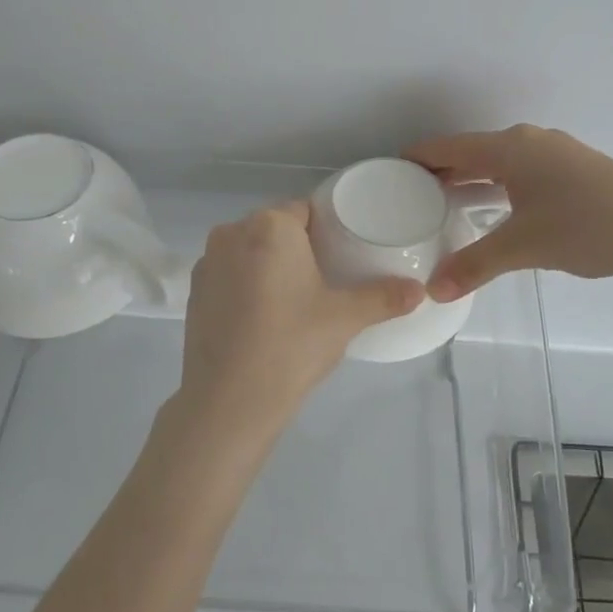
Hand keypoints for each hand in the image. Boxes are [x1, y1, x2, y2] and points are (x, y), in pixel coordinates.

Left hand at [171, 199, 423, 434]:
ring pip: (249, 251)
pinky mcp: (194, 292)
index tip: (342, 255)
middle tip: (325, 280)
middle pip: (275, 228)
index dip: (326, 230)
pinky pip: (230, 274)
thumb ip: (384, 298)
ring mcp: (207, 262)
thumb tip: (419, 290)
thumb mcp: (345, 319)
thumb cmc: (292, 345)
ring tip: (294, 300)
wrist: (229, 401)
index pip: (305, 210)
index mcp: (269, 226)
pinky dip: (246, 285)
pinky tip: (262, 317)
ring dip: (269, 265)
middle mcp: (232, 232)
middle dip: (298, 247)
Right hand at [407, 125, 612, 299]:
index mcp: (511, 148)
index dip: (420, 156)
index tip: (391, 167)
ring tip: (445, 200)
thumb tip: (434, 291)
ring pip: (500, 161)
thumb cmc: (584, 226)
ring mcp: (557, 153)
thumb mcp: (522, 247)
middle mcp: (531, 142)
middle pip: (474, 151)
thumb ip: (474, 266)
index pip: (451, 147)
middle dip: (443, 169)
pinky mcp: (576, 169)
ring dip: (473, 178)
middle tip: (410, 191)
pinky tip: (495, 206)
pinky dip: (498, 184)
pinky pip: (521, 170)